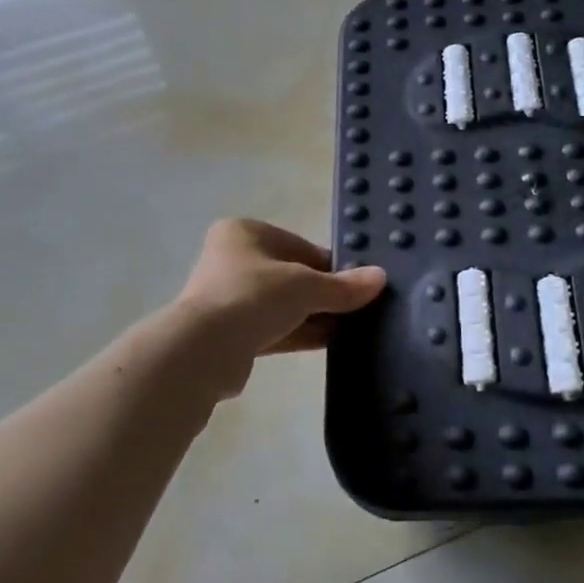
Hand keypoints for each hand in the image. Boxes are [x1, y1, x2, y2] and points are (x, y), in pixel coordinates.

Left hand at [173, 220, 387, 385]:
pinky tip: (330, 342)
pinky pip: (273, 328)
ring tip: (351, 327)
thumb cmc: (254, 296)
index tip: (357, 283)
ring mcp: (227, 297)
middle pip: (290, 275)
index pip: (299, 245)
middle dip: (322, 293)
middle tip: (358, 308)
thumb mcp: (306, 286)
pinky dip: (299, 333)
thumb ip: (343, 286)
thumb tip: (380, 278)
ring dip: (313, 315)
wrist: (203, 349)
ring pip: (282, 304)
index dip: (330, 265)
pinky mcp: (229, 333)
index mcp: (244, 233)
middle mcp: (232, 259)